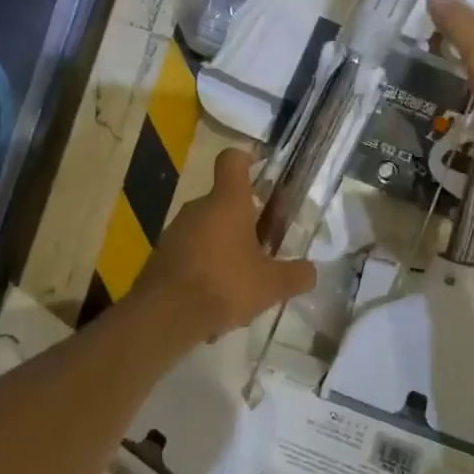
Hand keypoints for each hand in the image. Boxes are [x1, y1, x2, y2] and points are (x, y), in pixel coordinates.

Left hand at [136, 148, 316, 342]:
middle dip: (247, 221)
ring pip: (209, 230)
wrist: (163, 316)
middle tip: (266, 248)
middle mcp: (199, 208)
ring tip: (243, 284)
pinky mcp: (162, 256)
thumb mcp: (272, 285)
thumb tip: (311, 271)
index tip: (263, 168)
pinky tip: (216, 302)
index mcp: (228, 201)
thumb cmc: (224, 285)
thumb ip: (297, 275)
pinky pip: (192, 253)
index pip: (233, 160)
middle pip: (226, 201)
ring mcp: (176, 231)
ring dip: (227, 248)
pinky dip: (206, 269)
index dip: (248, 157)